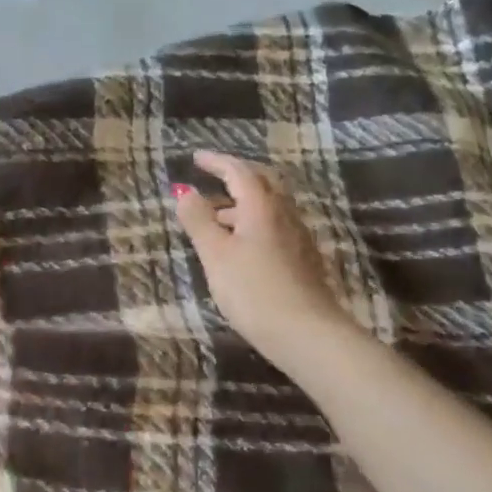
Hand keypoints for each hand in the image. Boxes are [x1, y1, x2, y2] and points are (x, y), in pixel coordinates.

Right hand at [172, 150, 347, 364]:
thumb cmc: (253, 290)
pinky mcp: (302, 260)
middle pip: (262, 183)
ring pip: (269, 206)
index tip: (196, 158)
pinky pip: (275, 226)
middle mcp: (284, 214)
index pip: (239, 172)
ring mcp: (297, 237)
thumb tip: (186, 192)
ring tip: (216, 216)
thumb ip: (199, 221)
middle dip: (236, 176)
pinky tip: (241, 245)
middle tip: (212, 177)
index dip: (217, 162)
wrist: (306, 333)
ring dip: (242, 203)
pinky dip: (253, 223)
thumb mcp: (216, 255)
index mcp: (262, 207)